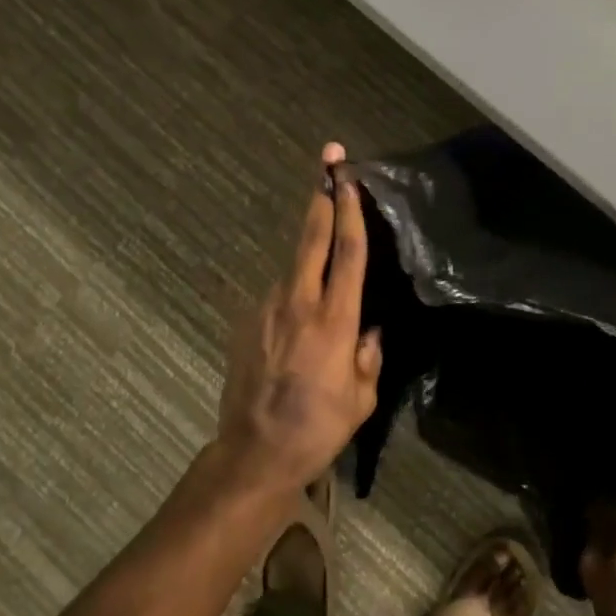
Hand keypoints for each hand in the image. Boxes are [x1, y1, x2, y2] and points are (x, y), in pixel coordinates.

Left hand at [215, 143, 383, 495]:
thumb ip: (369, 356)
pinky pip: (278, 298)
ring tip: (322, 265)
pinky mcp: (247, 324)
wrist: (255, 452)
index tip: (348, 177)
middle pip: (312, 238)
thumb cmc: (318, 428)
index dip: (350, 210)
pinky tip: (298, 324)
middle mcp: (298, 303)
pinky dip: (292, 294)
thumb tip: (368, 330)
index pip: (347, 252)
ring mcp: (267, 310)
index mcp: (334, 319)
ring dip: (308, 255)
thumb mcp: (362, 398)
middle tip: (327, 164)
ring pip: (293, 268)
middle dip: (321, 198)